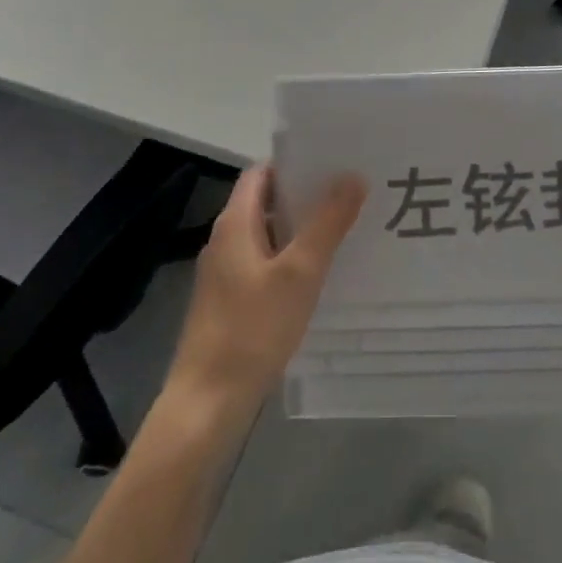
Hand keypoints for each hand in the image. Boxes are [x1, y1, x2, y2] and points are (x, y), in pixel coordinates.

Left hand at [162, 165, 365, 433]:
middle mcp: (225, 241)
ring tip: (346, 227)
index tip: (334, 161)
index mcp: (235, 224)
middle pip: (266, 202)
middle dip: (306, 195)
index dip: (295, 163)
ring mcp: (225, 273)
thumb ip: (327, 223)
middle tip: (351, 192)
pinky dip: (291, 259)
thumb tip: (353, 176)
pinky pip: (265, 264)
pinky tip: (321, 273)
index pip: (261, 172)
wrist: (208, 400)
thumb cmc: (253, 329)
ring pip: (268, 235)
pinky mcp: (231, 301)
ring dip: (301, 229)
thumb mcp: (300, 272)